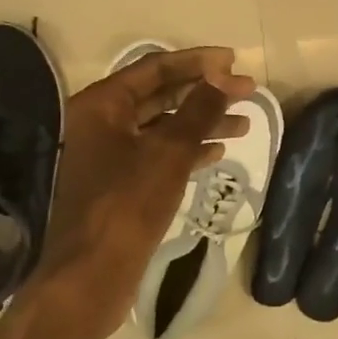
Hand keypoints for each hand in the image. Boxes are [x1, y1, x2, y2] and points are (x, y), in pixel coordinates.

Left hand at [0, 49, 252, 338]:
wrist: (90, 278)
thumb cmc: (127, 206)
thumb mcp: (169, 152)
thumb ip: (198, 110)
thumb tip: (223, 76)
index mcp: (101, 105)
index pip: (155, 68)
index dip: (197, 62)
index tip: (233, 60)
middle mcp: (100, 123)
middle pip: (159, 95)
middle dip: (204, 92)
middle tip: (246, 90)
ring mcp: (108, 155)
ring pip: (161, 126)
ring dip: (201, 122)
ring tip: (244, 122)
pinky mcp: (120, 184)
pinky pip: (158, 154)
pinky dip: (188, 150)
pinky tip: (218, 151)